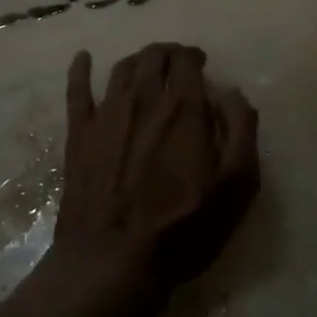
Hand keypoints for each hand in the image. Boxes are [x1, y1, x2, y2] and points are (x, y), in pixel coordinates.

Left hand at [48, 43, 259, 316]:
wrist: (112, 262)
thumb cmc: (183, 228)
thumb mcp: (236, 185)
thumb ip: (240, 129)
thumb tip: (228, 91)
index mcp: (183, 109)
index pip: (186, 61)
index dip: (194, 57)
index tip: (200, 64)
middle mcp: (144, 99)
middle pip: (153, 57)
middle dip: (168, 53)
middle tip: (176, 63)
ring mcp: (106, 115)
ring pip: (121, 69)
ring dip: (138, 60)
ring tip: (146, 65)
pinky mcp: (78, 135)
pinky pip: (76, 91)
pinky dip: (80, 70)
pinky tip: (82, 58)